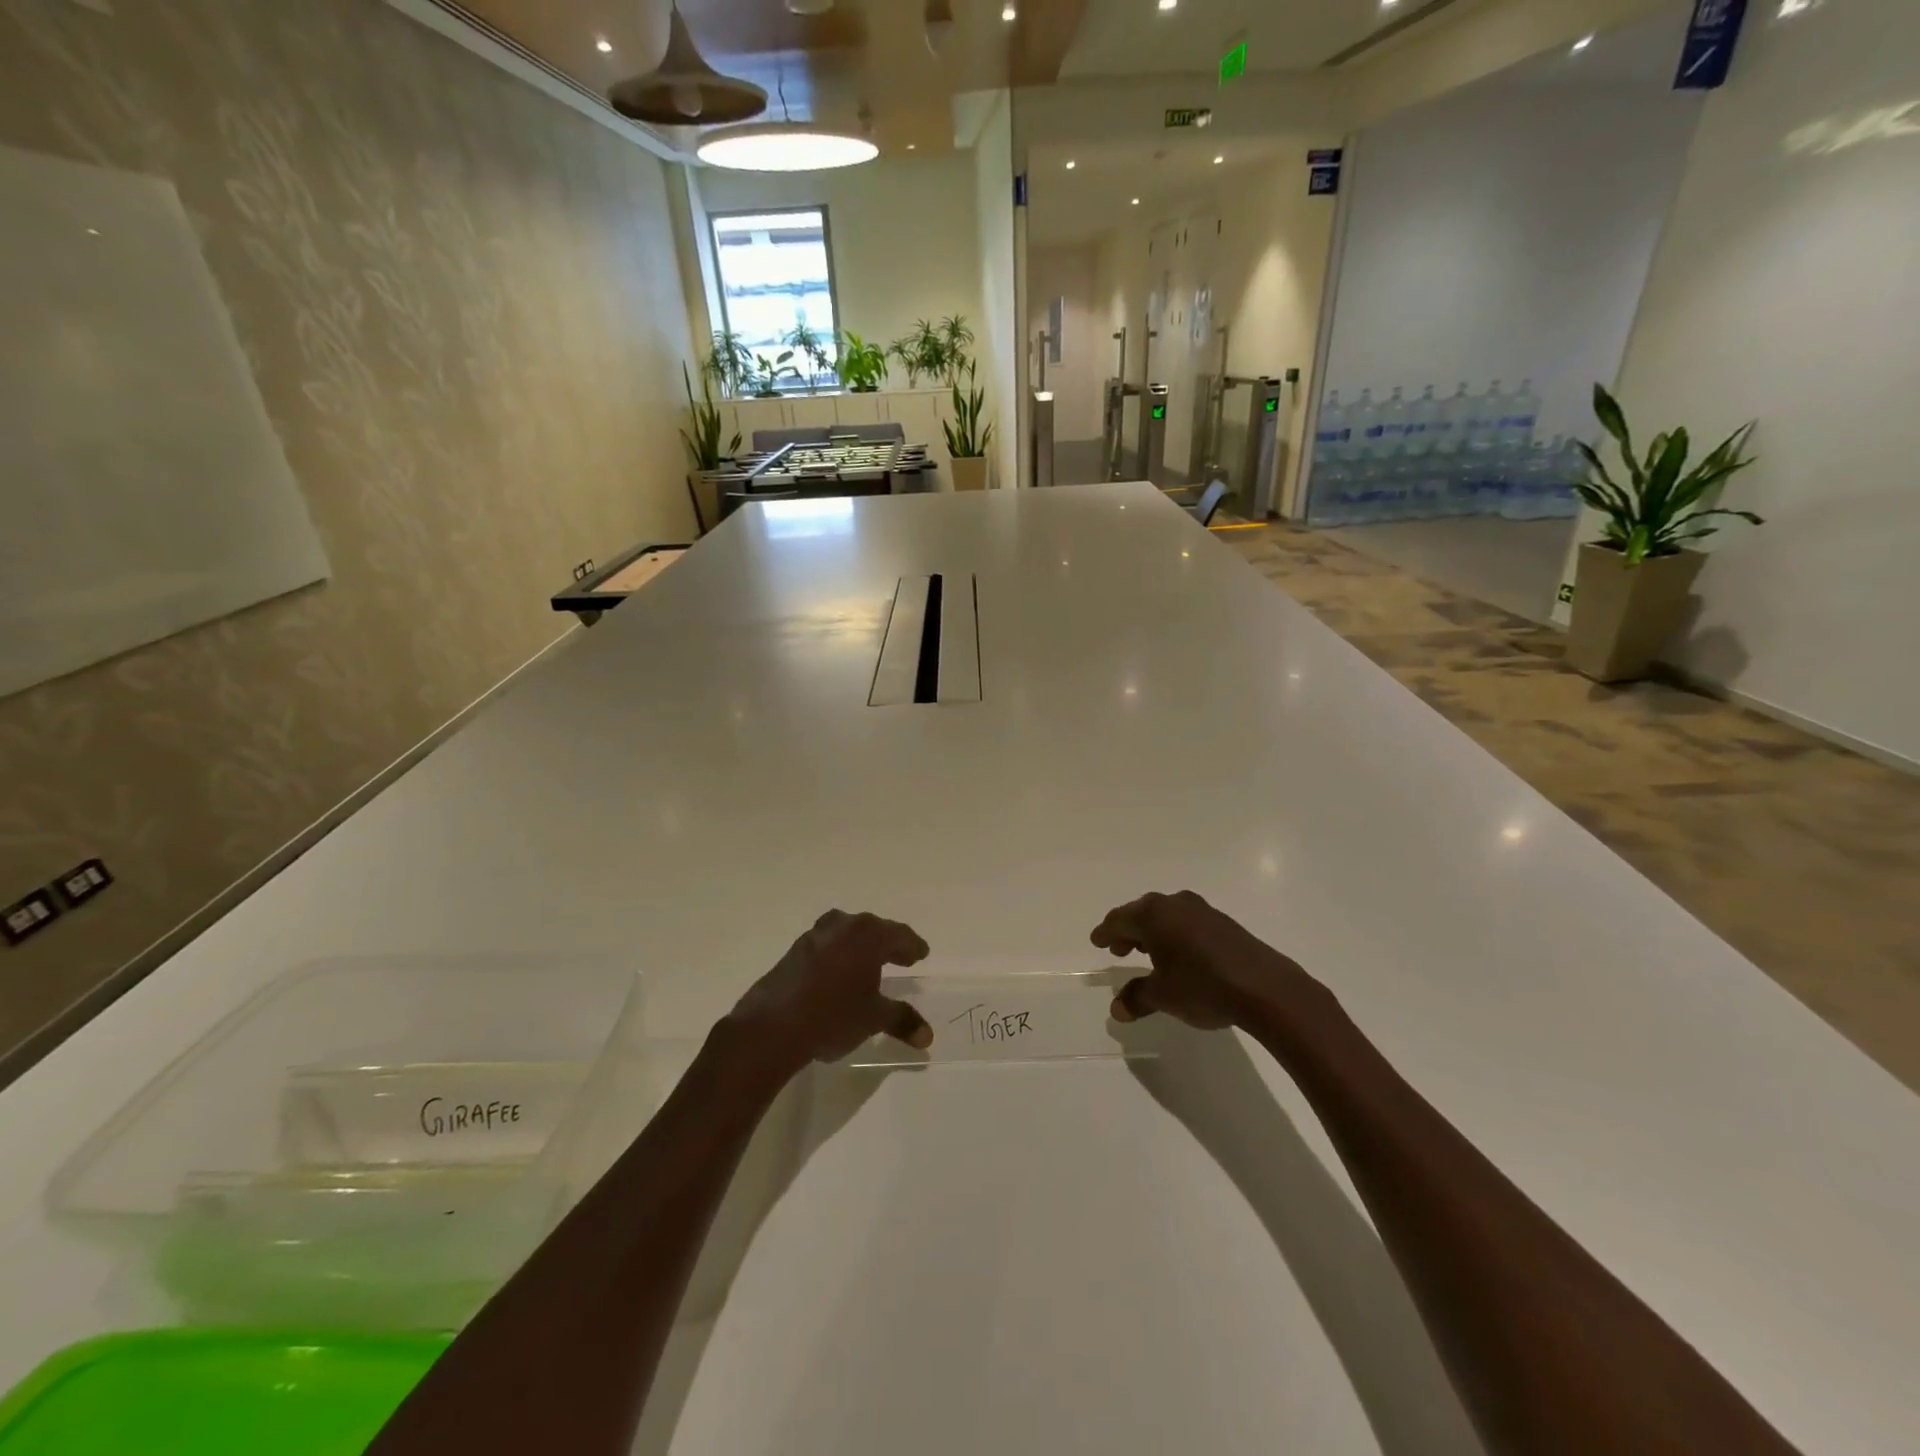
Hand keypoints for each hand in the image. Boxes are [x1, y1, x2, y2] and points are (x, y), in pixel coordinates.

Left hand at [727, 910, 933, 1073]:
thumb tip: (927, 1036)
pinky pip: (827, 945)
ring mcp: (815, 936)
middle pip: (873, 929)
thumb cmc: (833, 1016)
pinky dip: (839, 954)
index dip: (912, 946)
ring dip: (860, 945)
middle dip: (888, 943)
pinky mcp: (794, 951)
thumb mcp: (873, 1019)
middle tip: (901, 957)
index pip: (899, 935)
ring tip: (869, 962)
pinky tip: (838, 973)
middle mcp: (843, 927)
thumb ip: (902, 1020)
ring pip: (846, 933)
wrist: (772, 1027)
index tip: (921, 954)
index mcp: (868, 936)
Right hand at [1092, 891, 1323, 1030]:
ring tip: (1147, 952)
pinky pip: (1187, 923)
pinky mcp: (1224, 924)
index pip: (1119, 920)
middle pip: (1142, 913)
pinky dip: (1175, 935)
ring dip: (1153, 932)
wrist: (1265, 988)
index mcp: (1153, 915)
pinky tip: (1179, 954)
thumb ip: (1137, 998)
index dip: (1106, 932)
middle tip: (1118, 948)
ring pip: (1166, 916)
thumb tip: (1117, 1009)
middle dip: (1128, 930)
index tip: (1097, 941)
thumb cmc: (1203, 986)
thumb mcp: (1163, 996)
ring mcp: (1202, 911)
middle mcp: (1175, 904)